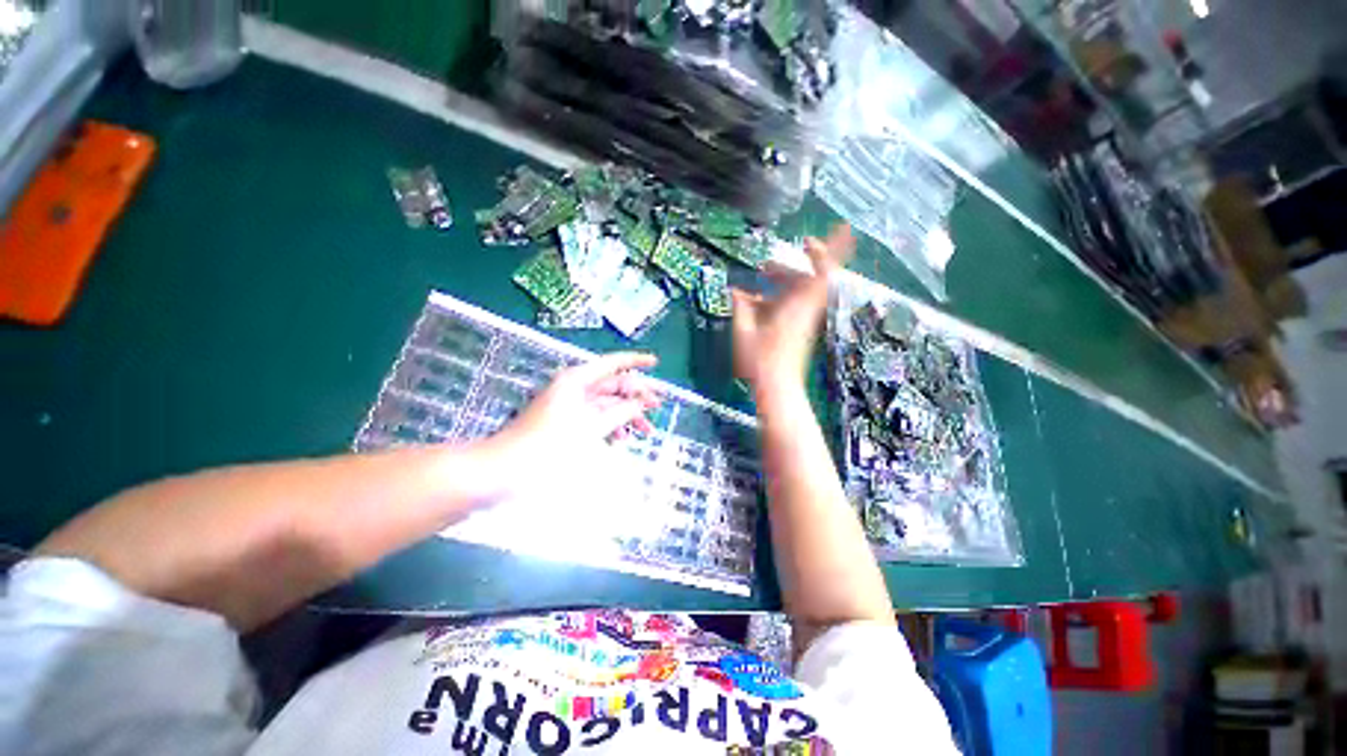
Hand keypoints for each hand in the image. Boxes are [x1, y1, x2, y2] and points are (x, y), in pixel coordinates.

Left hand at [487, 352, 662, 496]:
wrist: (504, 469)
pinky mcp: (565, 422)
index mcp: (577, 380)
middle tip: (658, 407)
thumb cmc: (548, 445)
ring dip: (625, 415)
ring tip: (645, 431)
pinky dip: (609, 426)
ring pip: (606, 404)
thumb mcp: (591, 427)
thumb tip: (641, 401)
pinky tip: (620, 439)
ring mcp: (569, 405)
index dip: (636, 362)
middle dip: (636, 396)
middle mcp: (574, 387)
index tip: (656, 363)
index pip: (613, 363)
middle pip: (612, 385)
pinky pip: (594, 418)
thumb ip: (620, 412)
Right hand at [731, 224, 853, 394]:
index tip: (809, 240)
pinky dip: (778, 298)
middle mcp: (805, 310)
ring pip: (798, 292)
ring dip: (780, 283)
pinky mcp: (800, 329)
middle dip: (786, 269)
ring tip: (756, 284)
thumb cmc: (761, 361)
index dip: (824, 252)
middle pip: (806, 280)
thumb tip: (734, 290)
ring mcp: (804, 320)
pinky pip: (793, 304)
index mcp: (797, 307)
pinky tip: (758, 302)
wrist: (778, 387)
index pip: (822, 274)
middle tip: (764, 265)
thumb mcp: (744, 332)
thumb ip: (741, 308)